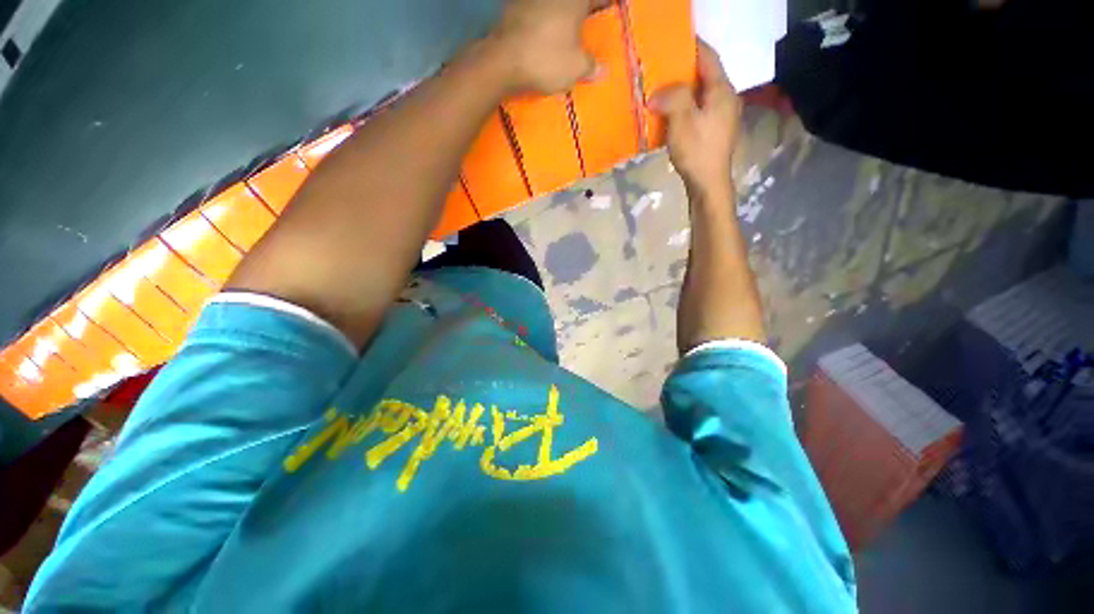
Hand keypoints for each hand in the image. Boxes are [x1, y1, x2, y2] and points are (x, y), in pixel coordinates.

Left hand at [488, 0, 603, 94]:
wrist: (503, 60)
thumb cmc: (546, 59)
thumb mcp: (576, 68)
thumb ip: (591, 66)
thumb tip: (602, 70)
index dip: (605, 5)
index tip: (610, 8)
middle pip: (573, 2)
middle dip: (582, 11)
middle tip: (588, 20)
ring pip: (553, 6)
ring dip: (560, 15)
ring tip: (565, 31)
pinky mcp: (513, 8)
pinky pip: (535, 12)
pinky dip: (541, 21)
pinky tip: (542, 34)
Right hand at [649, 41, 740, 197]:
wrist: (708, 184)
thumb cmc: (697, 150)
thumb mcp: (682, 120)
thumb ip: (672, 97)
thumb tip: (657, 93)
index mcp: (722, 90)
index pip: (708, 57)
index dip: (691, 46)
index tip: (672, 43)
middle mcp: (727, 98)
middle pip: (706, 75)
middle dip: (683, 71)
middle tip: (661, 70)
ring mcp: (723, 116)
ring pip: (702, 95)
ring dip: (683, 92)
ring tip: (662, 93)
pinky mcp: (716, 132)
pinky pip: (700, 110)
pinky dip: (686, 108)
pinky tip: (672, 116)